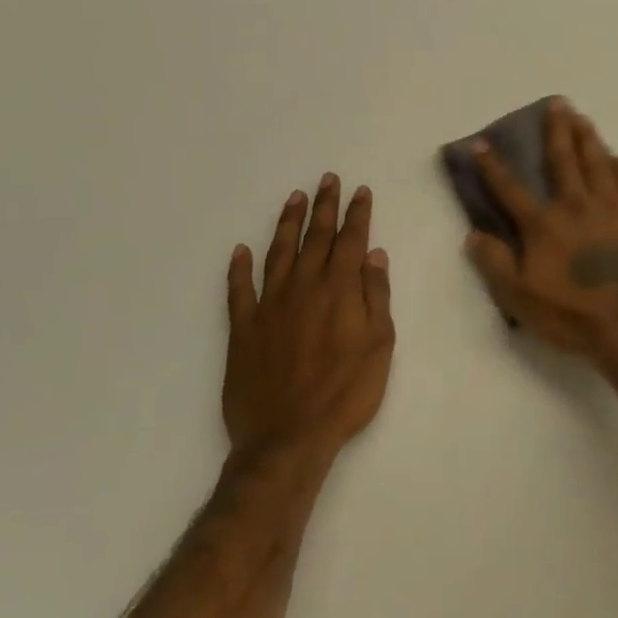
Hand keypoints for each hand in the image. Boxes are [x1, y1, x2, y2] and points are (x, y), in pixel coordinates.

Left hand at [223, 175, 394, 461]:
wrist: (288, 438)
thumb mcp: (379, 345)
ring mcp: (269, 306)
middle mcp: (303, 287)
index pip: (350, 240)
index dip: (356, 214)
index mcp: (339, 290)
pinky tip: (240, 251)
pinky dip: (238, 268)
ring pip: (278, 253)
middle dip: (324, 206)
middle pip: (314, 237)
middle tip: (327, 179)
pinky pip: (238, 291)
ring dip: (287, 224)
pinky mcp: (242, 329)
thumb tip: (375, 255)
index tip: (360, 191)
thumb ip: (376, 296)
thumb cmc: (346, 393)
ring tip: (294, 198)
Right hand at [465, 100, 617, 363]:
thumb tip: (473, 235)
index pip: (511, 189)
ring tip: (583, 118)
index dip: (493, 166)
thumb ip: (495, 264)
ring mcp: (613, 208)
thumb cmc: (572, 314)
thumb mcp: (520, 298)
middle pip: (563, 160)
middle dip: (556, 130)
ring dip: (588, 138)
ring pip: (598, 162)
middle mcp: (577, 205)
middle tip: (557, 103)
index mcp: (545, 224)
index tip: (481, 143)